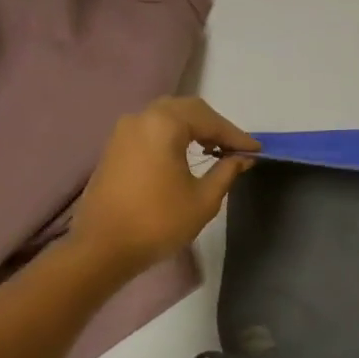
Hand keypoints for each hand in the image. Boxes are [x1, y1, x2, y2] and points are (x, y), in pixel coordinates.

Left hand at [67, 98, 258, 274]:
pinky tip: (186, 156)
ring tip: (214, 151)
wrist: (102, 249)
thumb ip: (226, 172)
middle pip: (188, 109)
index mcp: (164, 125)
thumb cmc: (158, 222)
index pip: (210, 121)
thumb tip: (241, 158)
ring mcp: (123, 131)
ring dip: (194, 128)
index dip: (236, 136)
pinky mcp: (114, 147)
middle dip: (215, 126)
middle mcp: (142, 118)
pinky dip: (174, 135)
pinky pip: (151, 129)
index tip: (256, 151)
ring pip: (167, 116)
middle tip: (235, 148)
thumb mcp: (204, 199)